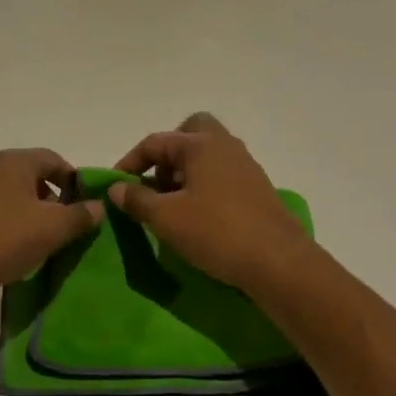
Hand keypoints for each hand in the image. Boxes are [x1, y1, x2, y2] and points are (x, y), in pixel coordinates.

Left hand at [0, 148, 104, 305]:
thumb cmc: (4, 239)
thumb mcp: (52, 229)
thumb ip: (80, 215)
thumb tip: (98, 206)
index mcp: (14, 161)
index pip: (54, 159)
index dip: (74, 180)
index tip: (84, 205)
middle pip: (30, 175)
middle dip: (51, 197)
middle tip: (63, 224)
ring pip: (9, 193)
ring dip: (27, 211)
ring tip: (37, 239)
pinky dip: (5, 221)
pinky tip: (8, 247)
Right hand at [110, 113, 318, 294]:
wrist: (279, 262)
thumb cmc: (217, 232)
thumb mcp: (166, 218)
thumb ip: (137, 199)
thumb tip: (116, 188)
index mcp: (201, 144)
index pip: (155, 142)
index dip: (130, 162)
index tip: (116, 187)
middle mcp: (225, 146)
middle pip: (190, 133)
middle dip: (167, 155)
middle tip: (156, 183)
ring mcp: (245, 167)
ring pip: (207, 156)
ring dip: (185, 173)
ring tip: (172, 206)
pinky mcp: (257, 190)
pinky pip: (222, 175)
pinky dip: (204, 186)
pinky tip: (197, 217)